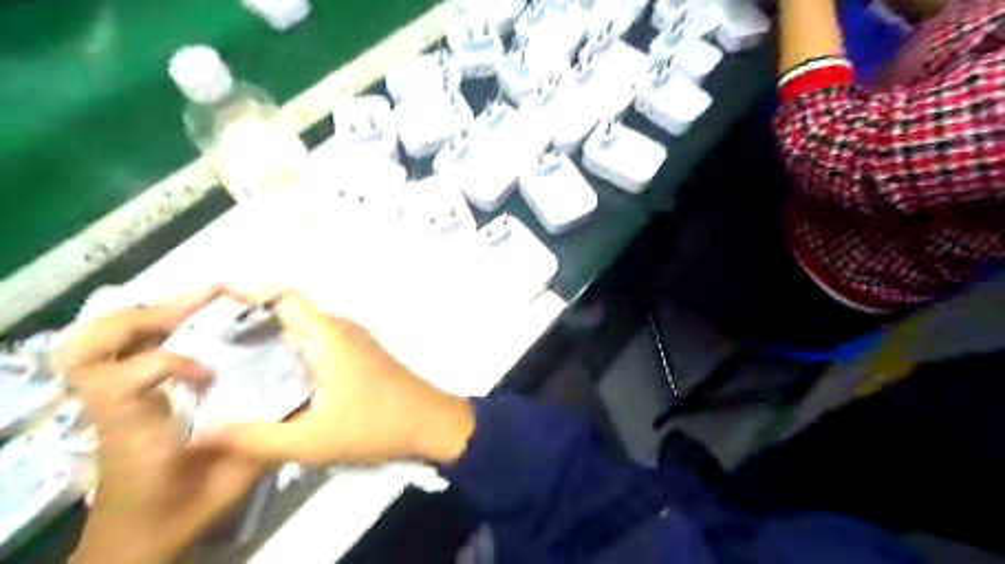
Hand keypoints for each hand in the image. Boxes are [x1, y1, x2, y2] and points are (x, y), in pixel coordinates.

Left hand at [58, 289, 263, 562]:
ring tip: (195, 302)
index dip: (166, 365)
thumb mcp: (230, 483)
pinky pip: (115, 351)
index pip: (122, 384)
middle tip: (208, 297)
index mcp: (133, 434)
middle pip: (90, 348)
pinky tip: (183, 323)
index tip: (210, 375)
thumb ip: (263, 442)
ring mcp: (106, 401)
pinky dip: (143, 328)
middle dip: (149, 313)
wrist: (136, 537)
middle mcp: (111, 410)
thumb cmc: (182, 510)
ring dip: (142, 313)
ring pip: (92, 343)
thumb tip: (304, 402)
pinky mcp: (115, 399)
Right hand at [197, 292, 478, 467]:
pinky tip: (273, 376)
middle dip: (248, 318)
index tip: (209, 296)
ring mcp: (355, 341)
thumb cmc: (377, 426)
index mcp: (327, 335)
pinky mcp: (362, 356)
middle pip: (290, 311)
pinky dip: (291, 349)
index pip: (283, 297)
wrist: (433, 423)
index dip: (246, 290)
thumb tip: (199, 437)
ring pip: (305, 327)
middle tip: (203, 338)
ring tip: (226, 356)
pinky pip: (319, 341)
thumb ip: (255, 440)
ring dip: (271, 334)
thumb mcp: (312, 441)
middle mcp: (341, 329)